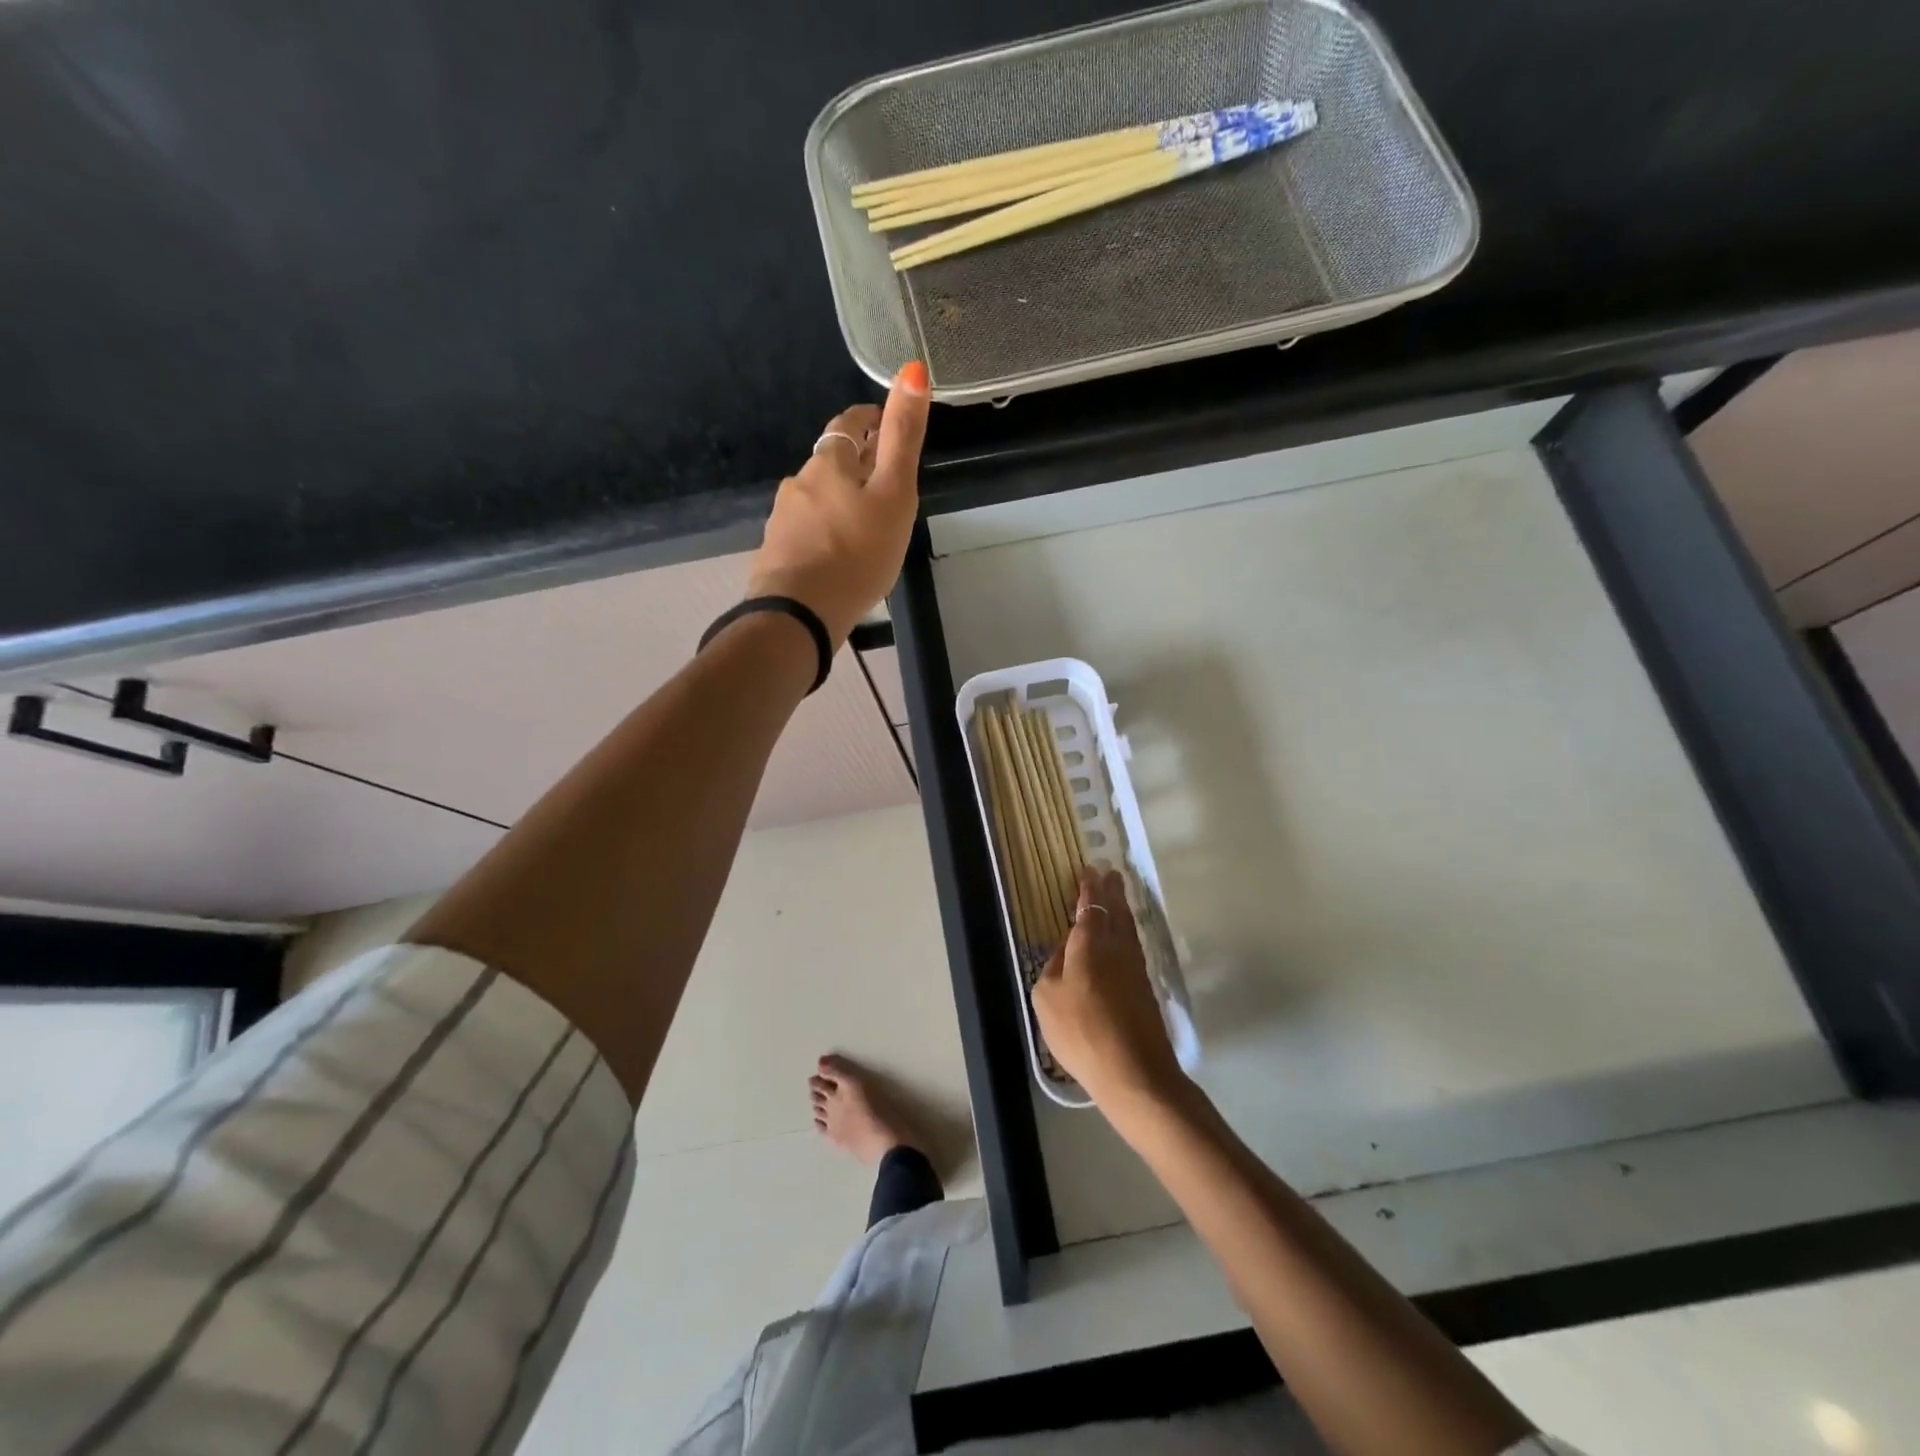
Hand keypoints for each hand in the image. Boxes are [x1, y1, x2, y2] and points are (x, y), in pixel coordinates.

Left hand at [746, 361, 930, 647]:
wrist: (800, 614)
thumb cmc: (857, 552)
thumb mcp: (893, 493)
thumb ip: (902, 436)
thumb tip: (911, 369)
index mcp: (828, 463)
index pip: (848, 424)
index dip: (869, 420)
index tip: (886, 426)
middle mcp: (799, 482)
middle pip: (831, 463)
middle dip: (856, 466)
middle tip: (885, 485)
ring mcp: (783, 519)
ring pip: (817, 499)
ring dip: (839, 502)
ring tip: (864, 527)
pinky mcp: (776, 552)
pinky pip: (806, 532)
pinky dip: (824, 533)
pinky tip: (837, 556)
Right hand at [1032, 866, 1188, 1113]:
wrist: (1133, 1071)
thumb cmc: (1081, 1031)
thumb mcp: (1046, 998)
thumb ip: (1052, 968)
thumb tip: (1064, 951)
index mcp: (1089, 944)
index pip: (1089, 906)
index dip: (1088, 888)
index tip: (1089, 870)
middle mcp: (1116, 948)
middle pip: (1116, 911)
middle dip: (1111, 891)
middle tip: (1111, 873)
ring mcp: (1135, 968)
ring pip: (1128, 928)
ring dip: (1122, 908)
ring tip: (1119, 896)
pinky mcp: (1145, 988)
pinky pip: (1133, 946)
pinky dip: (1127, 932)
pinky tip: (1123, 937)